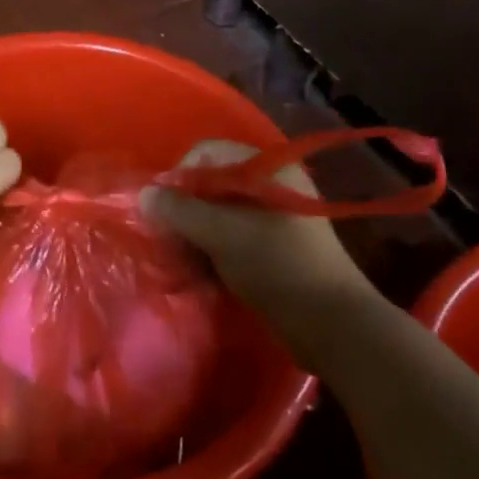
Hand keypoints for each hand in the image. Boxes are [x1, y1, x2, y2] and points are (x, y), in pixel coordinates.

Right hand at [141, 140, 366, 318]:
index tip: (164, 210)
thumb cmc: (278, 267)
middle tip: (170, 240)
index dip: (180, 176)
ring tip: (183, 261)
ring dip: (197, 232)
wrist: (334, 326)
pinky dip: (214, 247)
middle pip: (212, 182)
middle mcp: (272, 183)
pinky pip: (233, 233)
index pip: (208, 152)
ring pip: (220, 211)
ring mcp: (275, 215)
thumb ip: (180, 212)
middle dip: (186, 209)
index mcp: (268, 167)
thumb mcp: (223, 235)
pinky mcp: (275, 244)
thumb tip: (144, 194)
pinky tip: (202, 273)